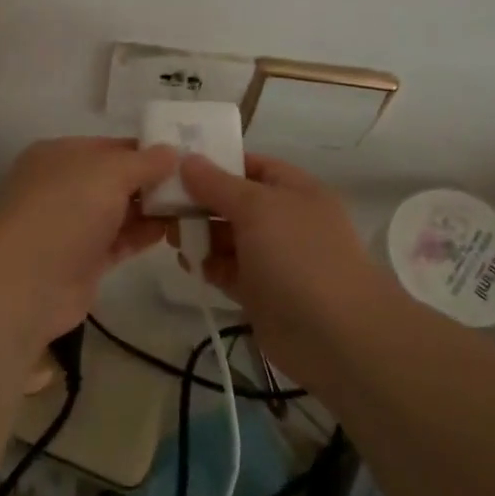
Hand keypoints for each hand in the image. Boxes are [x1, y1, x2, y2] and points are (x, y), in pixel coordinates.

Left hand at [0, 137, 179, 348]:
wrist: (25, 282)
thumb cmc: (65, 210)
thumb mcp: (109, 172)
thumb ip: (145, 161)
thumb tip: (173, 152)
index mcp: (61, 154)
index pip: (112, 146)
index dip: (149, 150)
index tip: (187, 157)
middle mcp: (64, 186)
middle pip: (117, 179)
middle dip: (154, 181)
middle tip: (198, 184)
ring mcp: (72, 225)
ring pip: (120, 211)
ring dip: (153, 210)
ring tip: (195, 208)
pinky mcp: (83, 260)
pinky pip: (119, 240)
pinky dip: (143, 235)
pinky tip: (173, 231)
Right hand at [177, 153, 395, 384]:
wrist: (335, 335)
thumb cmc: (298, 255)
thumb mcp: (256, 207)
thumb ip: (217, 184)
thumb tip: (187, 160)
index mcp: (294, 190)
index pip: (250, 165)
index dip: (215, 162)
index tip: (174, 164)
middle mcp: (284, 219)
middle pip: (234, 202)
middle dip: (199, 201)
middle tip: (159, 204)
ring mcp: (274, 258)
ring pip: (228, 237)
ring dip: (199, 234)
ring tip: (167, 233)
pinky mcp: (261, 292)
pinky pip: (228, 270)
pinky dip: (207, 265)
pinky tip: (186, 262)